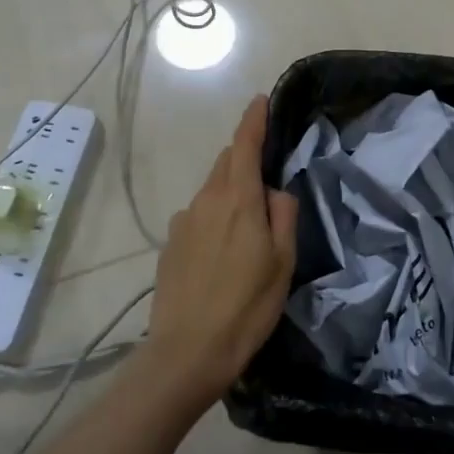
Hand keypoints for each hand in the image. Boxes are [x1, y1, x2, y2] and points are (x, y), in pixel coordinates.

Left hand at [142, 95, 298, 406]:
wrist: (187, 352)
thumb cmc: (247, 306)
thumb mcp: (283, 262)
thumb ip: (283, 215)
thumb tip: (274, 191)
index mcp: (237, 200)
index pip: (244, 145)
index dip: (253, 119)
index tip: (260, 100)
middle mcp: (205, 201)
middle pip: (226, 164)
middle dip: (245, 159)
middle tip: (268, 185)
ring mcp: (183, 223)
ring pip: (212, 191)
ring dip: (231, 193)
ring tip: (249, 231)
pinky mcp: (170, 245)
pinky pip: (198, 216)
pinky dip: (215, 218)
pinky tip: (223, 254)